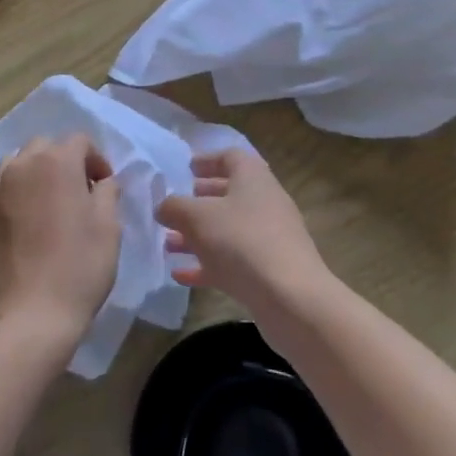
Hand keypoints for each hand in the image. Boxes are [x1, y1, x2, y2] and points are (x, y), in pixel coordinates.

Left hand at [0, 136, 120, 344]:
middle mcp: (22, 165)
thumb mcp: (109, 228)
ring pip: (18, 164)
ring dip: (35, 173)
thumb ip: (107, 192)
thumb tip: (101, 182)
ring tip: (47, 204)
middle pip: (45, 146)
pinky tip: (25, 224)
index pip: (79, 141)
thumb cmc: (78, 268)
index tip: (104, 185)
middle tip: (78, 192)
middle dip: (63, 161)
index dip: (96, 159)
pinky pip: (1, 190)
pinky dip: (16, 195)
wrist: (27, 315)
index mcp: (56, 162)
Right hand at [155, 150, 328, 320]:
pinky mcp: (269, 271)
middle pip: (228, 194)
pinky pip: (233, 261)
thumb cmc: (241, 241)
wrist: (291, 299)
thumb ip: (174, 207)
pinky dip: (208, 264)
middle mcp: (264, 202)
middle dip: (198, 202)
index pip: (230, 157)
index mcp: (252, 177)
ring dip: (198, 236)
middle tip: (173, 208)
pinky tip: (180, 275)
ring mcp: (269, 238)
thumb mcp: (197, 217)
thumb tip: (164, 206)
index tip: (185, 170)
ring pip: (228, 230)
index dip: (206, 160)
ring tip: (168, 245)